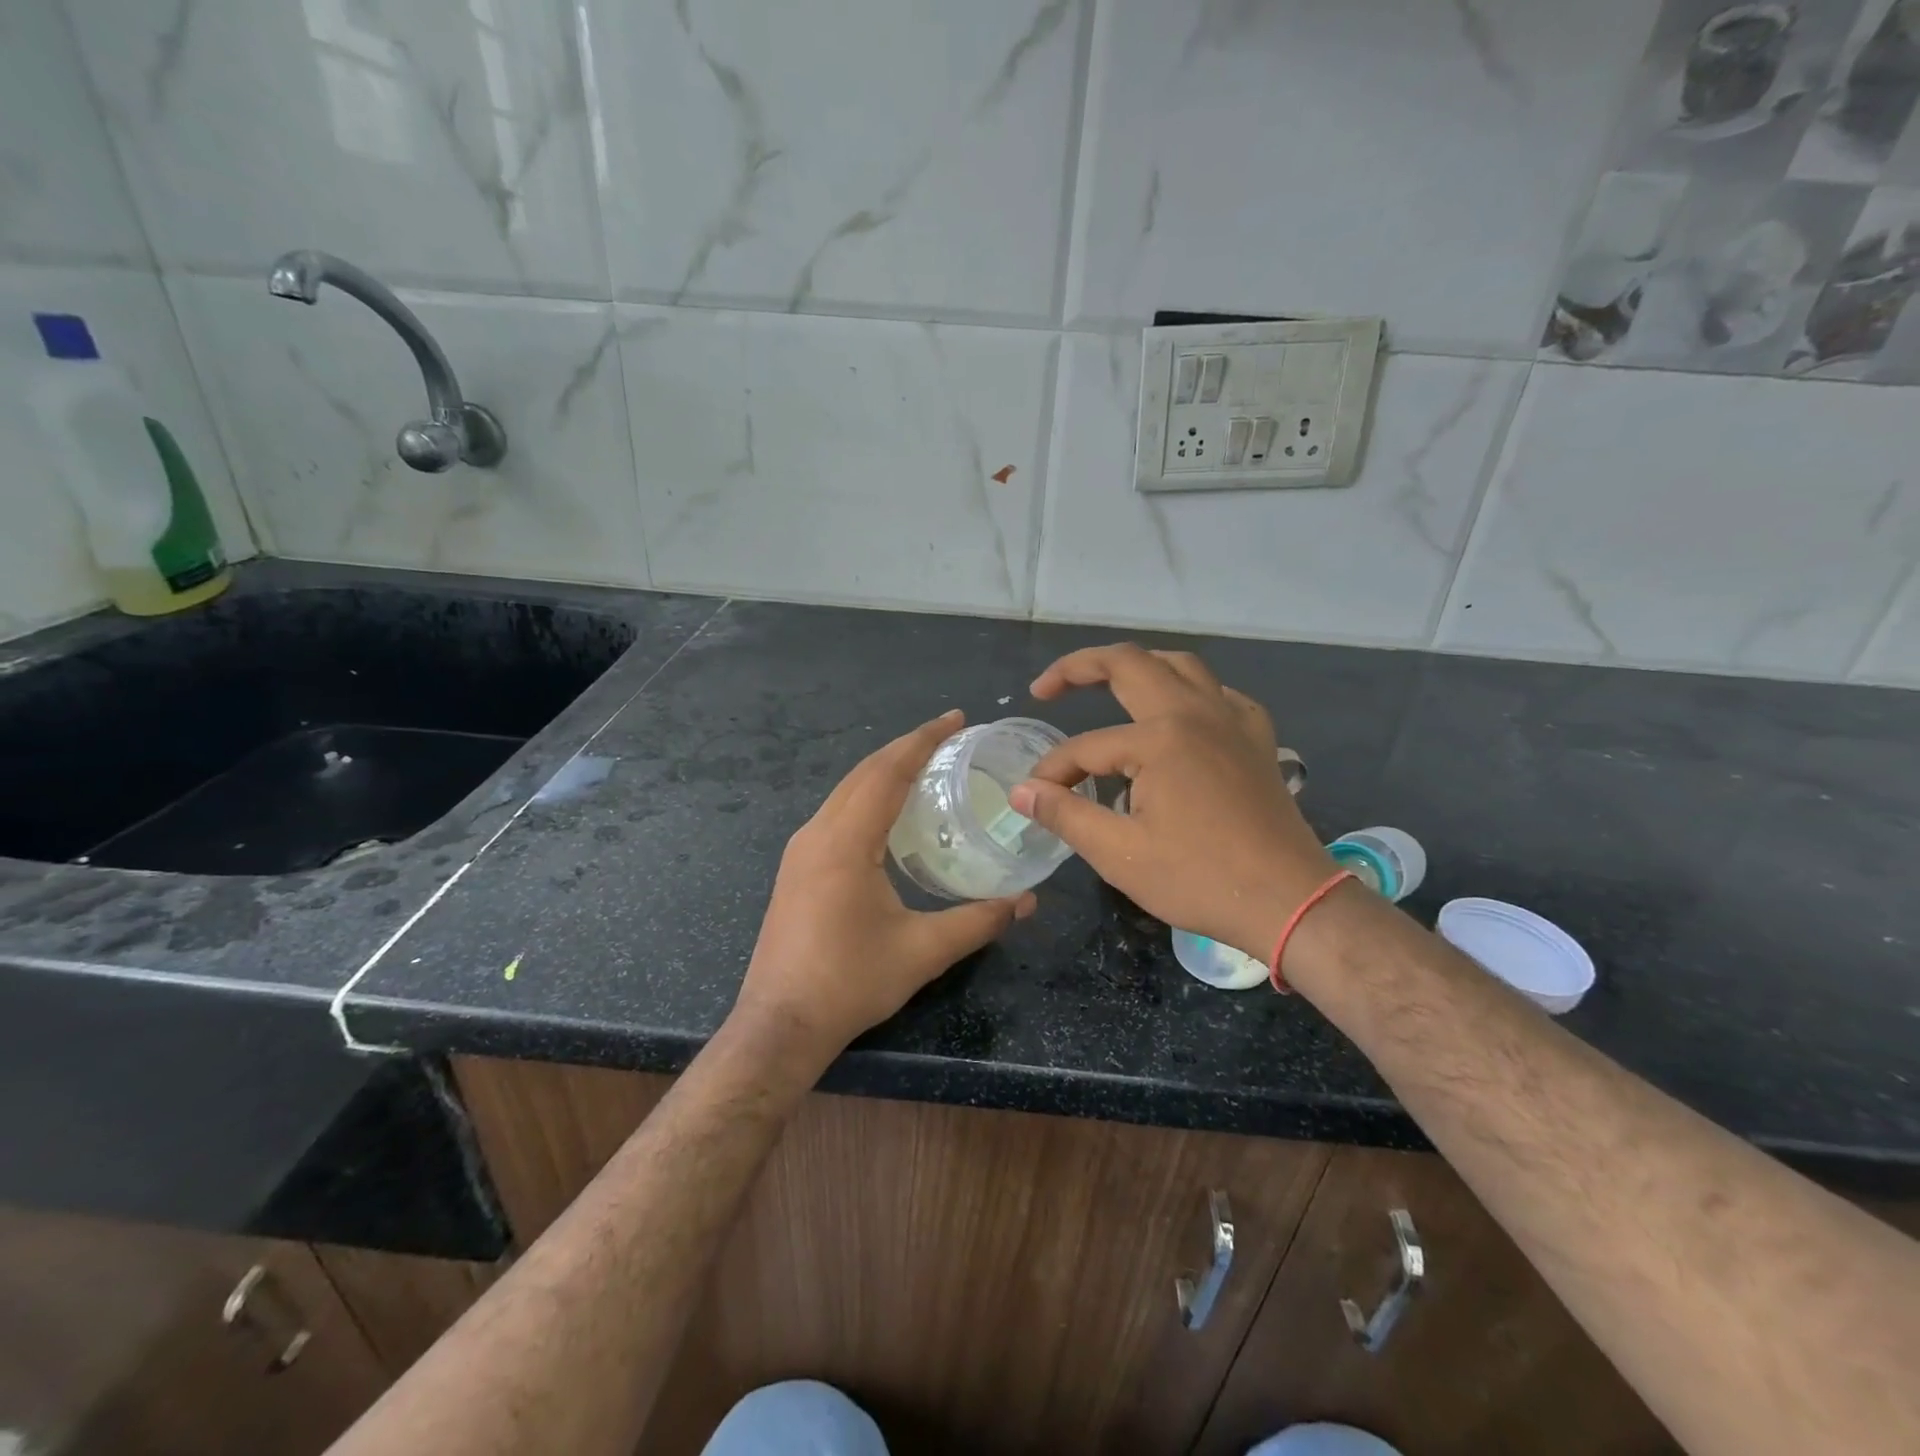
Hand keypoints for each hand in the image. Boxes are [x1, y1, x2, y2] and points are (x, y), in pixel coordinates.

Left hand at [732, 709, 1035, 1063]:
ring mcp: (800, 850)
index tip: (956, 719)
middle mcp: (817, 833)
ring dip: (884, 770)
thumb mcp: (922, 951)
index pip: (888, 772)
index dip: (923, 740)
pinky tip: (888, 810)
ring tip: (924, 764)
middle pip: (864, 772)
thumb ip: (978, 921)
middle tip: (948, 735)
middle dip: (906, 747)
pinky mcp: (796, 868)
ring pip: (846, 790)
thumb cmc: (849, 983)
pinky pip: (836, 812)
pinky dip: (867, 795)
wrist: (779, 1024)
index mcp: (845, 841)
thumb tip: (1027, 902)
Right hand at [1008, 645, 1331, 960]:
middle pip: (1130, 664)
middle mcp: (1196, 712)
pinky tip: (1178, 713)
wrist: (1290, 902)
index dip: (1054, 772)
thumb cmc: (1201, 880)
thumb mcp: (1119, 854)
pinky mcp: (1257, 738)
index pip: (1086, 746)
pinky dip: (1188, 690)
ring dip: (1137, 666)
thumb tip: (1022, 792)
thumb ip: (1065, 814)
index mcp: (1161, 738)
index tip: (1034, 797)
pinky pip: (1218, 693)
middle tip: (1046, 688)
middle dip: (1080, 668)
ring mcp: (1232, 720)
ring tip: (1106, 682)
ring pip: (1179, 666)